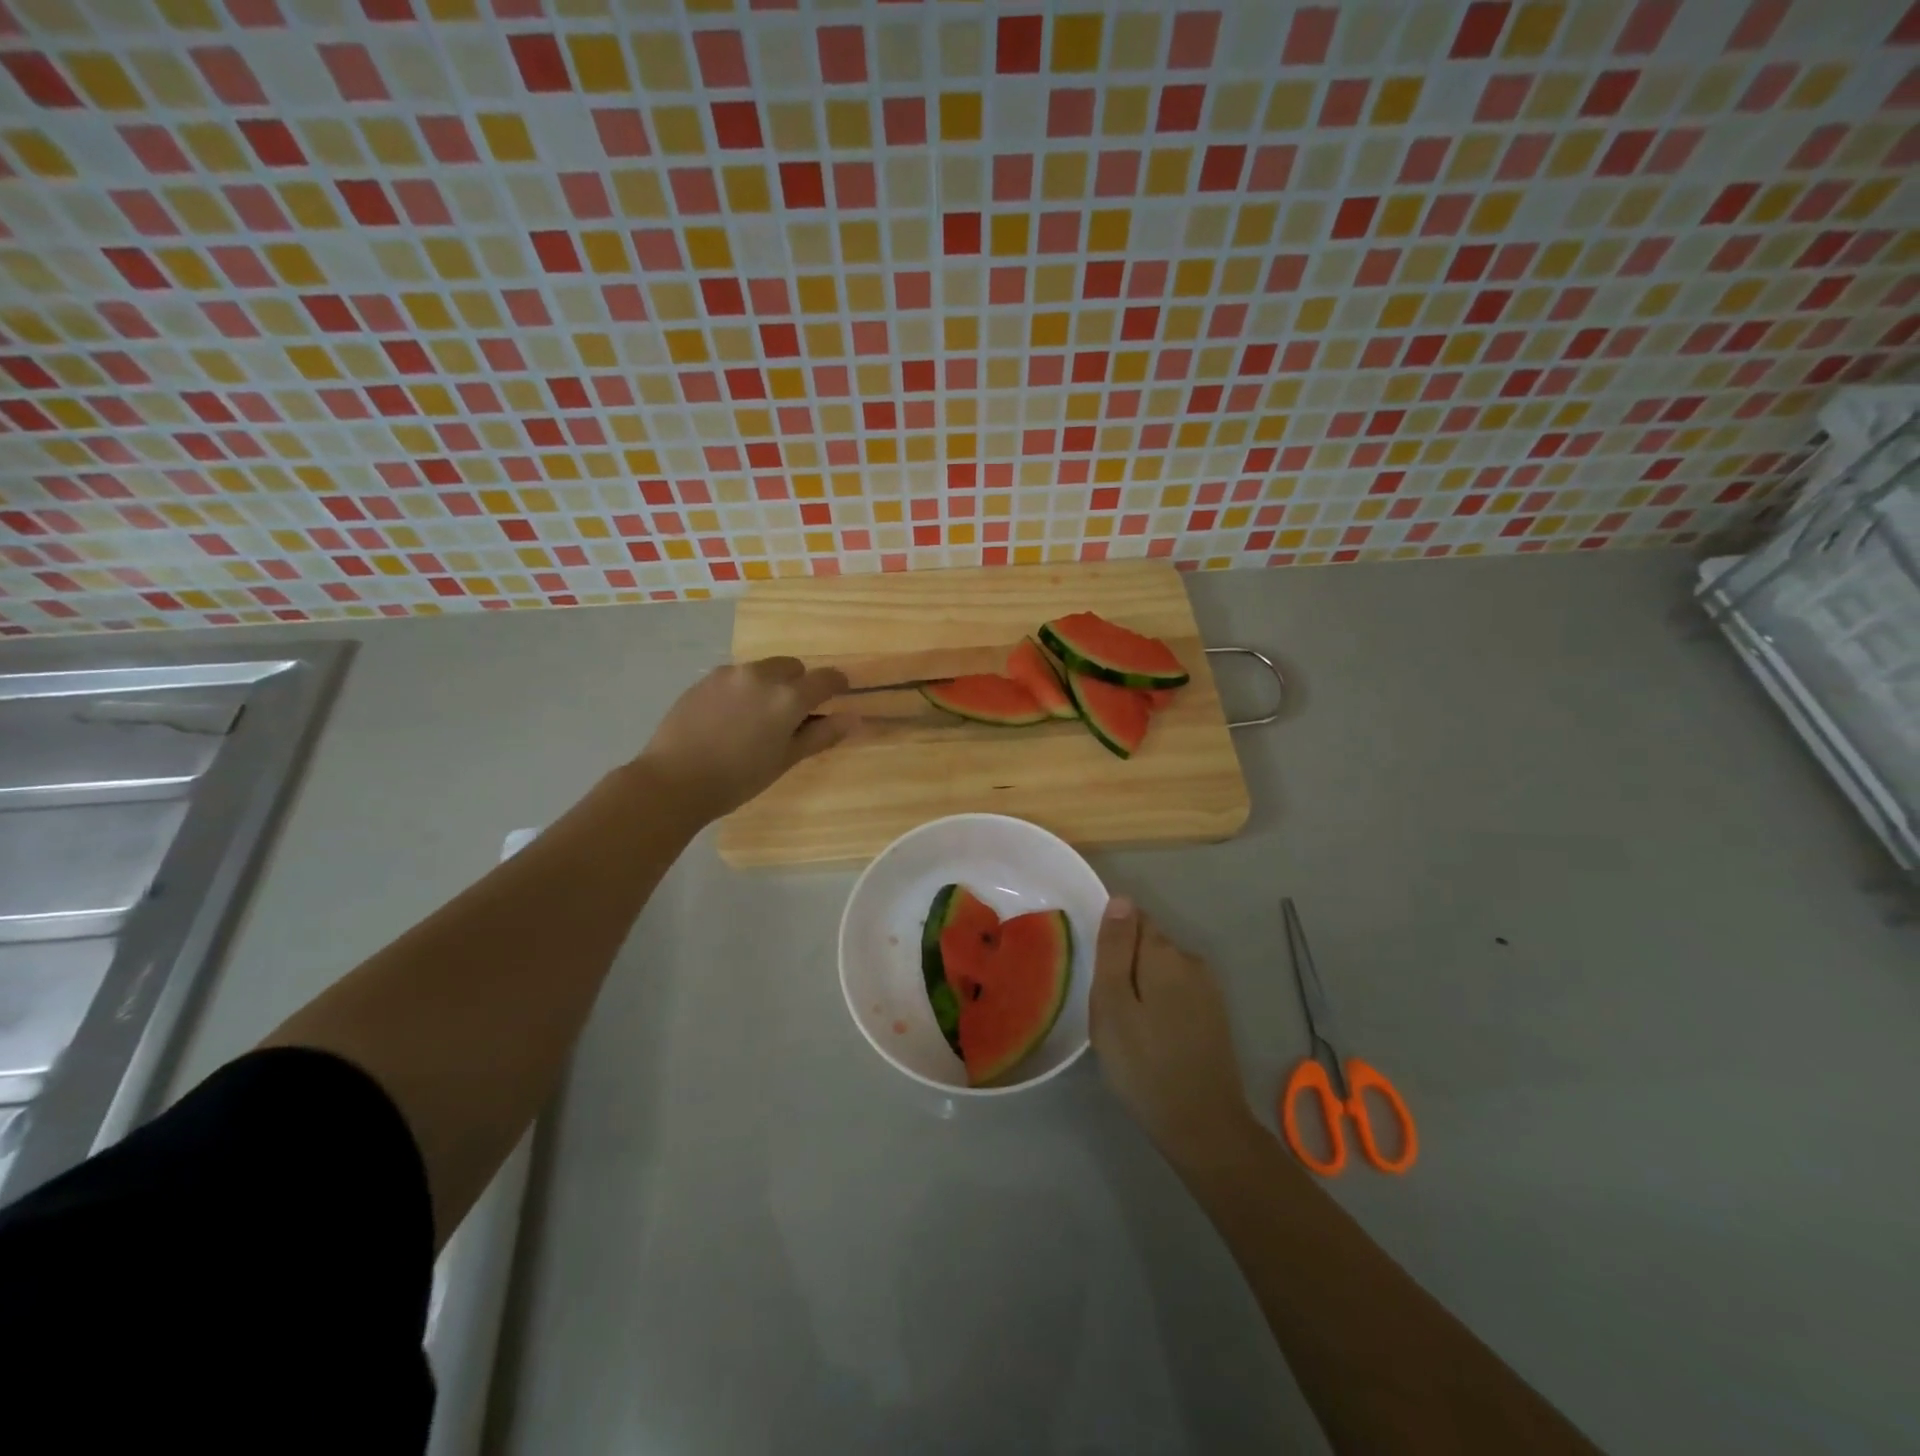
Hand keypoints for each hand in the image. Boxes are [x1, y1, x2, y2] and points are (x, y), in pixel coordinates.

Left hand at [639, 657, 852, 821]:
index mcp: (789, 697)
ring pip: (763, 670)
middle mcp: (762, 675)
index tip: (838, 696)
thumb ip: (822, 735)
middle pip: (793, 667)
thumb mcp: (786, 760)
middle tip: (790, 716)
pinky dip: (743, 689)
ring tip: (756, 718)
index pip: (826, 679)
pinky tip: (729, 718)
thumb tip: (853, 719)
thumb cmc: (738, 778)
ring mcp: (730, 674)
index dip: (837, 686)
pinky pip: (736, 676)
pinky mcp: (705, 679)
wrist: (674, 780)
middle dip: (798, 684)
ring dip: (770, 685)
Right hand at [1091, 898, 1258, 1168]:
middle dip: (1126, 966)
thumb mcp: (1112, 1004)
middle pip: (1148, 945)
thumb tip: (1121, 898)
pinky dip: (1161, 1006)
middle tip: (1108, 1010)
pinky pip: (1178, 994)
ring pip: (1162, 972)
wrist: (1203, 1125)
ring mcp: (1209, 989)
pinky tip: (1152, 1039)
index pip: (1134, 919)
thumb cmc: (1144, 1063)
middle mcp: (1192, 961)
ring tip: (1128, 1029)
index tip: (1098, 977)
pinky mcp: (1215, 1015)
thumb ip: (1115, 948)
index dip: (1112, 942)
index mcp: (1165, 953)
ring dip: (1143, 988)